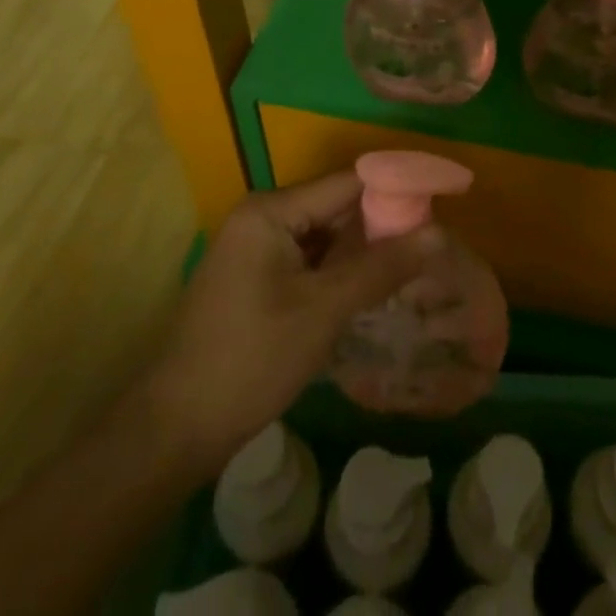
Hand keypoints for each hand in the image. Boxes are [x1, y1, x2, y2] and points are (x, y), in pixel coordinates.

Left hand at [134, 173, 439, 477]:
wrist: (174, 430)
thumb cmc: (251, 360)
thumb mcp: (323, 310)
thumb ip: (381, 268)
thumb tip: (437, 234)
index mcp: (271, 210)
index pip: (347, 184)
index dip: (395, 190)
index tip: (440, 202)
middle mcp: (262, 217)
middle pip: (335, 208)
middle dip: (380, 226)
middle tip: (431, 244)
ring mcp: (255, 248)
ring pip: (323, 238)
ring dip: (360, 252)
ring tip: (411, 265)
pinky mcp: (255, 279)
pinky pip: (307, 261)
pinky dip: (337, 273)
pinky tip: (369, 290)